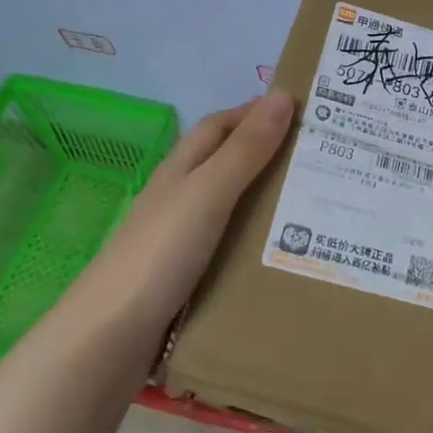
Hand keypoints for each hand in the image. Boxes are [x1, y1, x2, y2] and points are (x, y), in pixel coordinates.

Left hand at [65, 91, 294, 348]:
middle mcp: (179, 198)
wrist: (111, 336)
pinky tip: (284, 254)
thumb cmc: (160, 253)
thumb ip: (245, 150)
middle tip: (320, 160)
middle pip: (226, 164)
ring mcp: (180, 239)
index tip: (301, 109)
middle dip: (267, 154)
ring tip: (316, 205)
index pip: (219, 126)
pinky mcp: (187, 276)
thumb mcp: (208, 193)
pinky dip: (257, 241)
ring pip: (231, 207)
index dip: (254, 112)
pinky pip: (231, 245)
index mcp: (180, 170)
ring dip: (267, 200)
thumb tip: (282, 96)